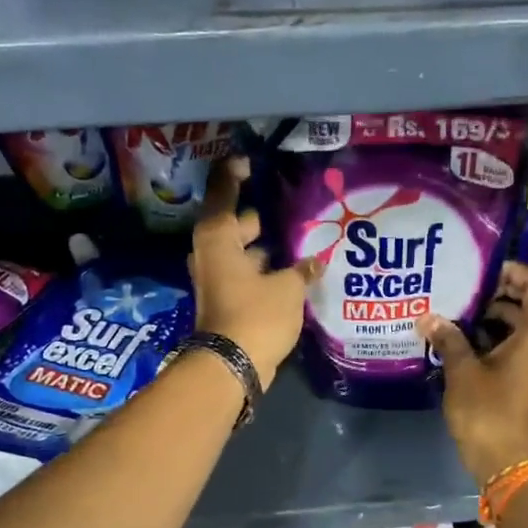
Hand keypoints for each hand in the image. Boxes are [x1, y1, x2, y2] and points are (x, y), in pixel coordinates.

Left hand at [190, 156, 323, 387]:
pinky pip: (248, 272)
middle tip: (294, 205)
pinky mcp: (227, 299)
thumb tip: (315, 262)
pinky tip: (295, 269)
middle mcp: (212, 252)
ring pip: (244, 250)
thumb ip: (301, 269)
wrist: (230, 367)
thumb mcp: (287, 288)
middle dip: (263, 216)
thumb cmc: (255, 316)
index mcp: (219, 237)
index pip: (224, 192)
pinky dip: (265, 269)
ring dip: (267, 246)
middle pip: (237, 222)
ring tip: (303, 238)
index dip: (235, 174)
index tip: (250, 161)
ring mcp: (217, 277)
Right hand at [417, 262, 527, 484]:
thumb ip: (449, 338)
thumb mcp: (463, 371)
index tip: (481, 271)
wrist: (506, 460)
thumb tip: (428, 317)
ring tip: (455, 309)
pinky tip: (460, 337)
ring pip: (521, 323)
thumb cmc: (488, 411)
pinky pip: (516, 343)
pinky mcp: (527, 377)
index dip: (513, 271)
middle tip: (462, 287)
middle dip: (497, 291)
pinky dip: (493, 335)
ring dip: (492, 314)